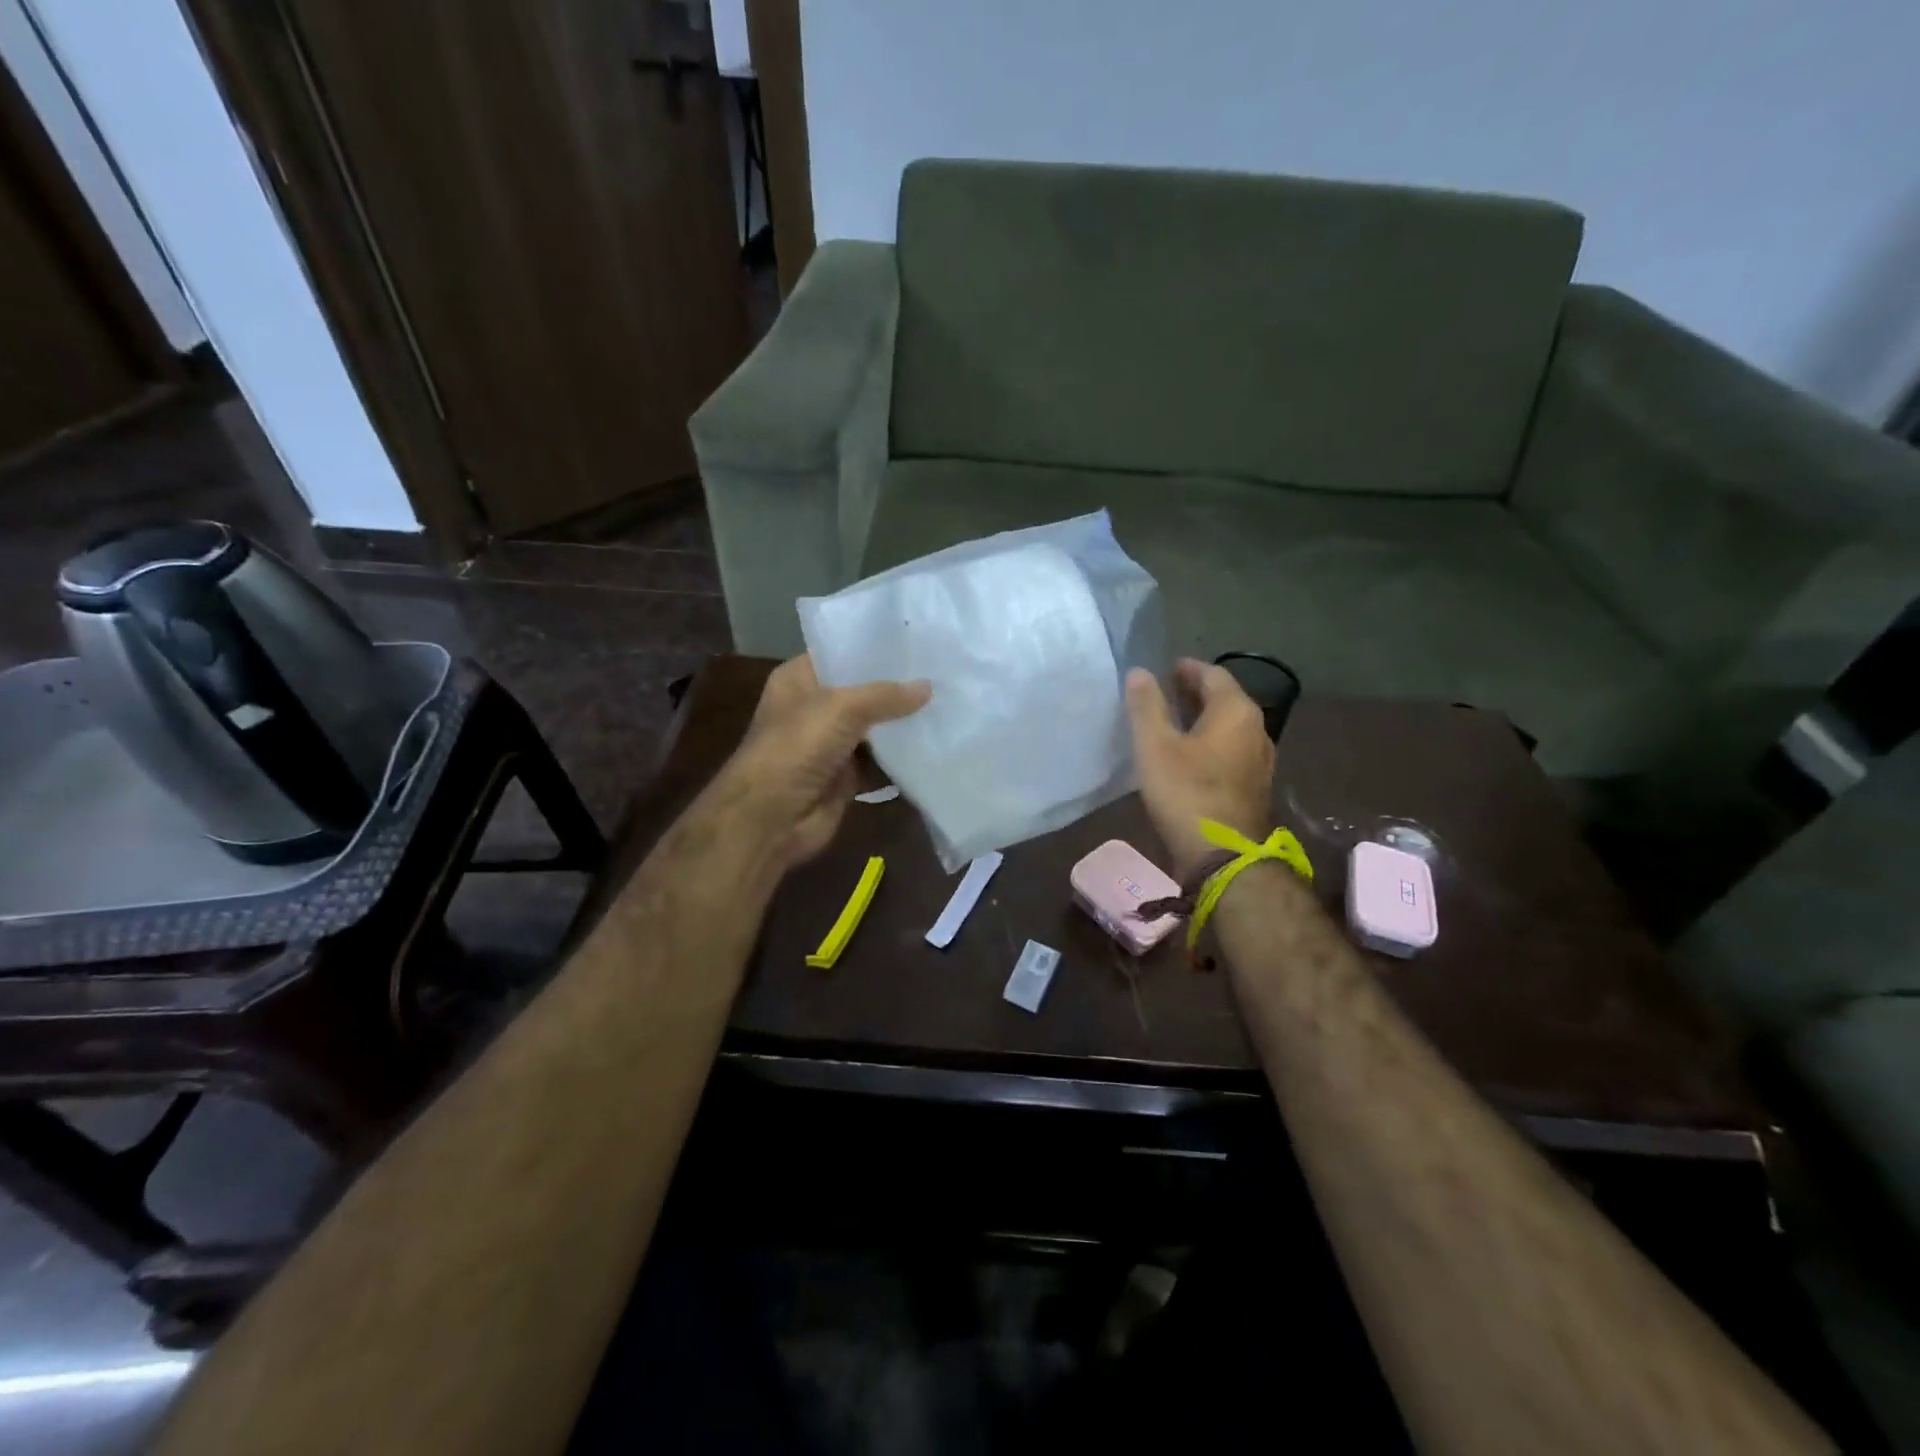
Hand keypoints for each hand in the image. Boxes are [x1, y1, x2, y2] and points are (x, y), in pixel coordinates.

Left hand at [702, 654, 929, 881]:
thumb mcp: (841, 708)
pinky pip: (881, 760)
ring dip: (903, 721)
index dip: (874, 646)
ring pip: (875, 726)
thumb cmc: (796, 748)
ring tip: (948, 701)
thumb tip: (928, 687)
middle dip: (897, 685)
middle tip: (941, 669)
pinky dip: (902, 755)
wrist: (771, 818)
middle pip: (862, 690)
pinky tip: (936, 740)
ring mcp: (831, 743)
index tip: (916, 638)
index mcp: (800, 679)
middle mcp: (814, 707)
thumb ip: (885, 695)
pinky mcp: (846, 775)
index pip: (841, 652)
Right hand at [1125, 658, 1274, 879]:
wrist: (1222, 856)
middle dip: (1196, 693)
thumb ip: (1147, 706)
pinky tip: (1188, 756)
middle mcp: (1256, 730)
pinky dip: (1210, 743)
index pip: (1214, 675)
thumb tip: (1140, 672)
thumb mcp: (1155, 746)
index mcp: (1236, 712)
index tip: (1168, 667)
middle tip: (1167, 690)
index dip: (1189, 669)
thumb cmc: (1186, 793)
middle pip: (1226, 700)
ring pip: (1229, 728)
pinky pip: (1231, 751)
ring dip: (1203, 719)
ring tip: (1173, 722)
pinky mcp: (1253, 787)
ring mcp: (1260, 761)